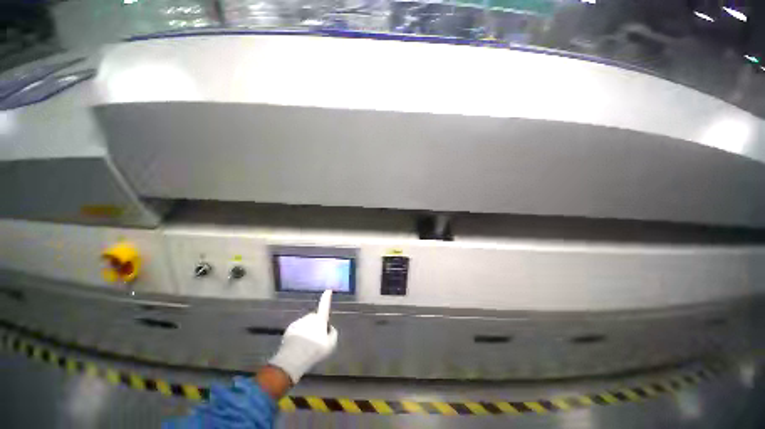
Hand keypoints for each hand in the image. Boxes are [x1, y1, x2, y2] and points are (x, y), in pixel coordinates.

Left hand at [268, 290, 338, 382]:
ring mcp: (298, 322)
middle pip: (315, 318)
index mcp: (320, 320)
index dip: (327, 298)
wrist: (292, 359)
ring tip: (307, 345)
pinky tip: (298, 346)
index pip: (324, 306)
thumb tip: (329, 328)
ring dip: (307, 330)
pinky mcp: (289, 329)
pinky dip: (298, 335)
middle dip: (316, 324)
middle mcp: (309, 318)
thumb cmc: (314, 351)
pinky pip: (297, 329)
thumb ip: (332, 333)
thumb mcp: (330, 344)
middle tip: (317, 338)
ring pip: (305, 324)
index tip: (328, 290)